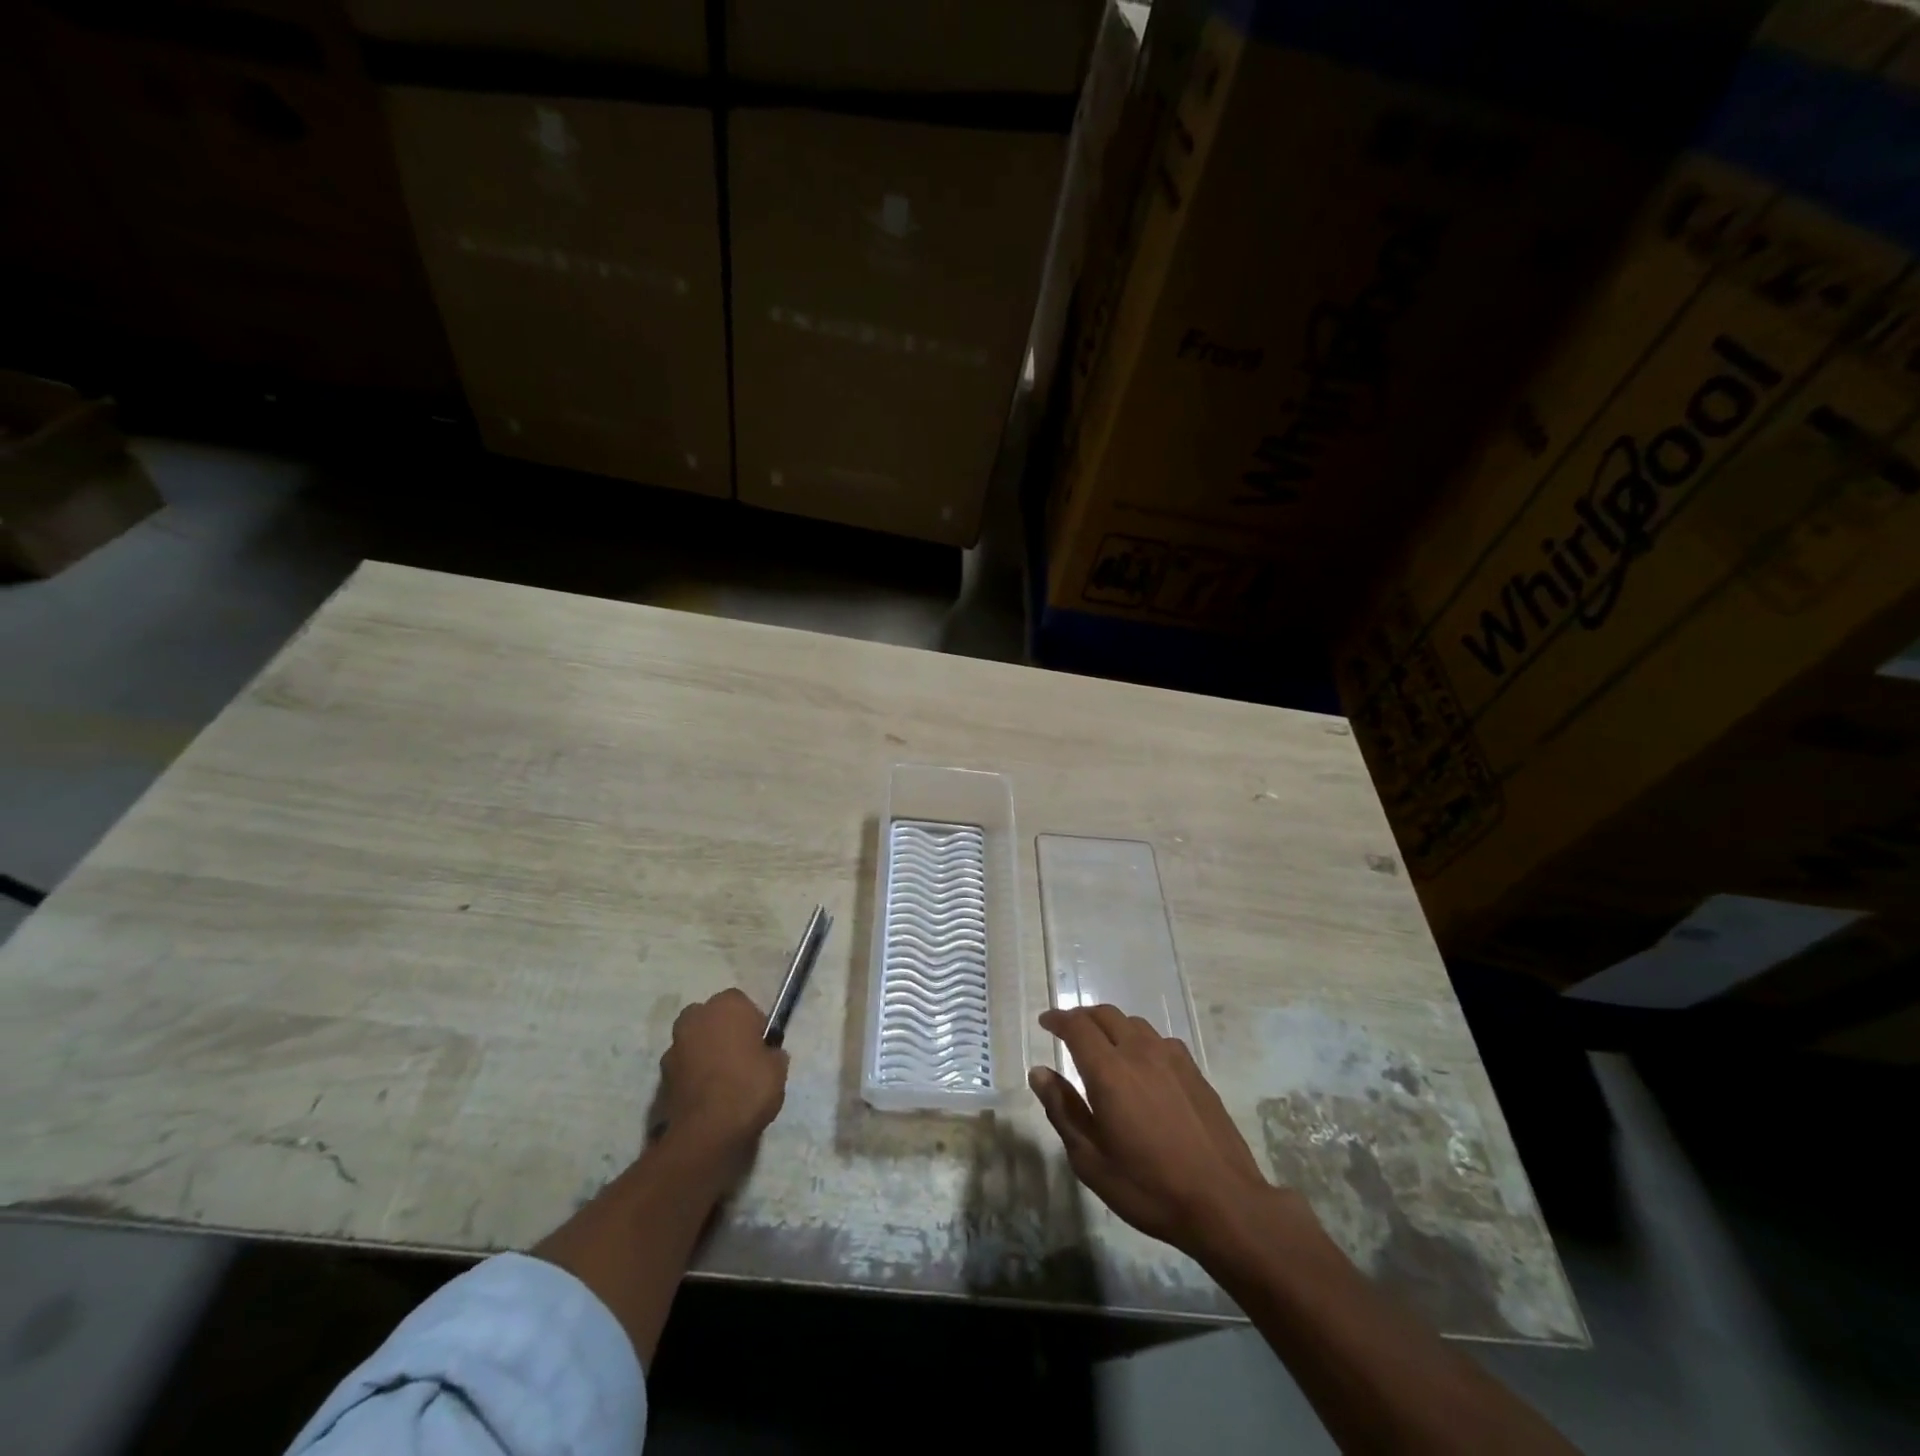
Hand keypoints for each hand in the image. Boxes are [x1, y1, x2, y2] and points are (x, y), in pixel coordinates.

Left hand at [656, 989, 788, 1165]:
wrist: (707, 1132)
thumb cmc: (749, 1087)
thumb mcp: (778, 1067)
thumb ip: (771, 1052)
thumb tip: (766, 1054)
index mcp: (727, 1005)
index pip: (742, 1004)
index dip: (752, 1024)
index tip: (760, 1045)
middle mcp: (697, 1016)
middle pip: (712, 1018)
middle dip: (723, 1032)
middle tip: (740, 1058)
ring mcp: (675, 1045)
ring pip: (695, 1041)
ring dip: (705, 1053)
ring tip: (722, 1081)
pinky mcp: (662, 1074)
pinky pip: (684, 1067)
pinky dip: (693, 1075)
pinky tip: (708, 1096)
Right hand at [1031, 1005, 1281, 1254]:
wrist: (1223, 1202)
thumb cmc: (1148, 1187)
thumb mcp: (1091, 1160)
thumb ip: (1063, 1110)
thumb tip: (1039, 1072)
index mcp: (1109, 1071)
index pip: (1077, 1027)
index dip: (1058, 1019)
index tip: (1045, 1022)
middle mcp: (1139, 1052)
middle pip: (1105, 1015)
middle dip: (1082, 1017)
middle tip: (1068, 1032)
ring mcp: (1171, 1058)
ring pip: (1134, 1024)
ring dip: (1112, 1026)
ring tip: (1103, 1046)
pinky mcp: (1194, 1071)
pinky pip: (1159, 1040)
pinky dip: (1140, 1041)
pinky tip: (1142, 1065)